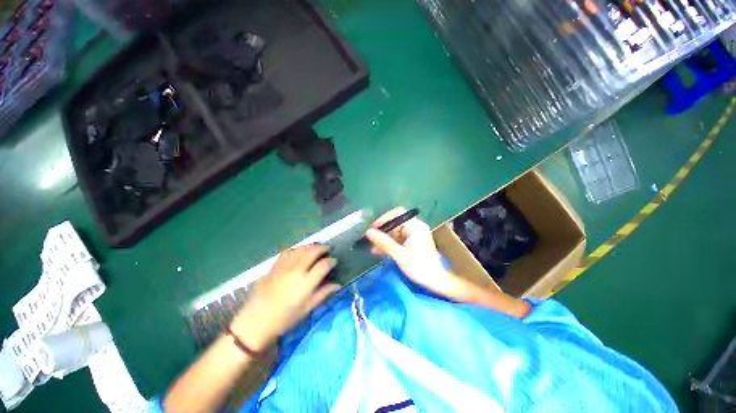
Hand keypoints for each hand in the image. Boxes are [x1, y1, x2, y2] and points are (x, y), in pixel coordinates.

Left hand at [231, 245, 339, 350]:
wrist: (256, 322)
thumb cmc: (284, 319)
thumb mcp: (307, 309)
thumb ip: (323, 294)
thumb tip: (337, 285)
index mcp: (306, 283)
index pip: (323, 265)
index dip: (331, 261)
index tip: (334, 261)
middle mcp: (296, 271)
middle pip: (312, 252)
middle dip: (322, 248)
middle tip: (327, 249)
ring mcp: (283, 267)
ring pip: (300, 249)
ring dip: (310, 246)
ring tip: (315, 248)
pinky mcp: (274, 266)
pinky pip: (287, 252)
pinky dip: (296, 249)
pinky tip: (299, 252)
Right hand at [365, 207, 463, 299]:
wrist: (436, 282)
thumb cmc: (419, 266)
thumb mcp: (399, 254)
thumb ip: (383, 242)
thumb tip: (368, 232)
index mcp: (415, 226)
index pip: (397, 214)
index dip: (384, 219)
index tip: (372, 228)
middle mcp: (415, 227)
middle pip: (395, 223)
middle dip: (382, 231)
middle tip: (370, 239)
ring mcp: (414, 235)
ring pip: (395, 232)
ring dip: (384, 239)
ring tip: (372, 247)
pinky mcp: (413, 243)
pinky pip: (399, 240)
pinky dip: (390, 244)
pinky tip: (379, 251)